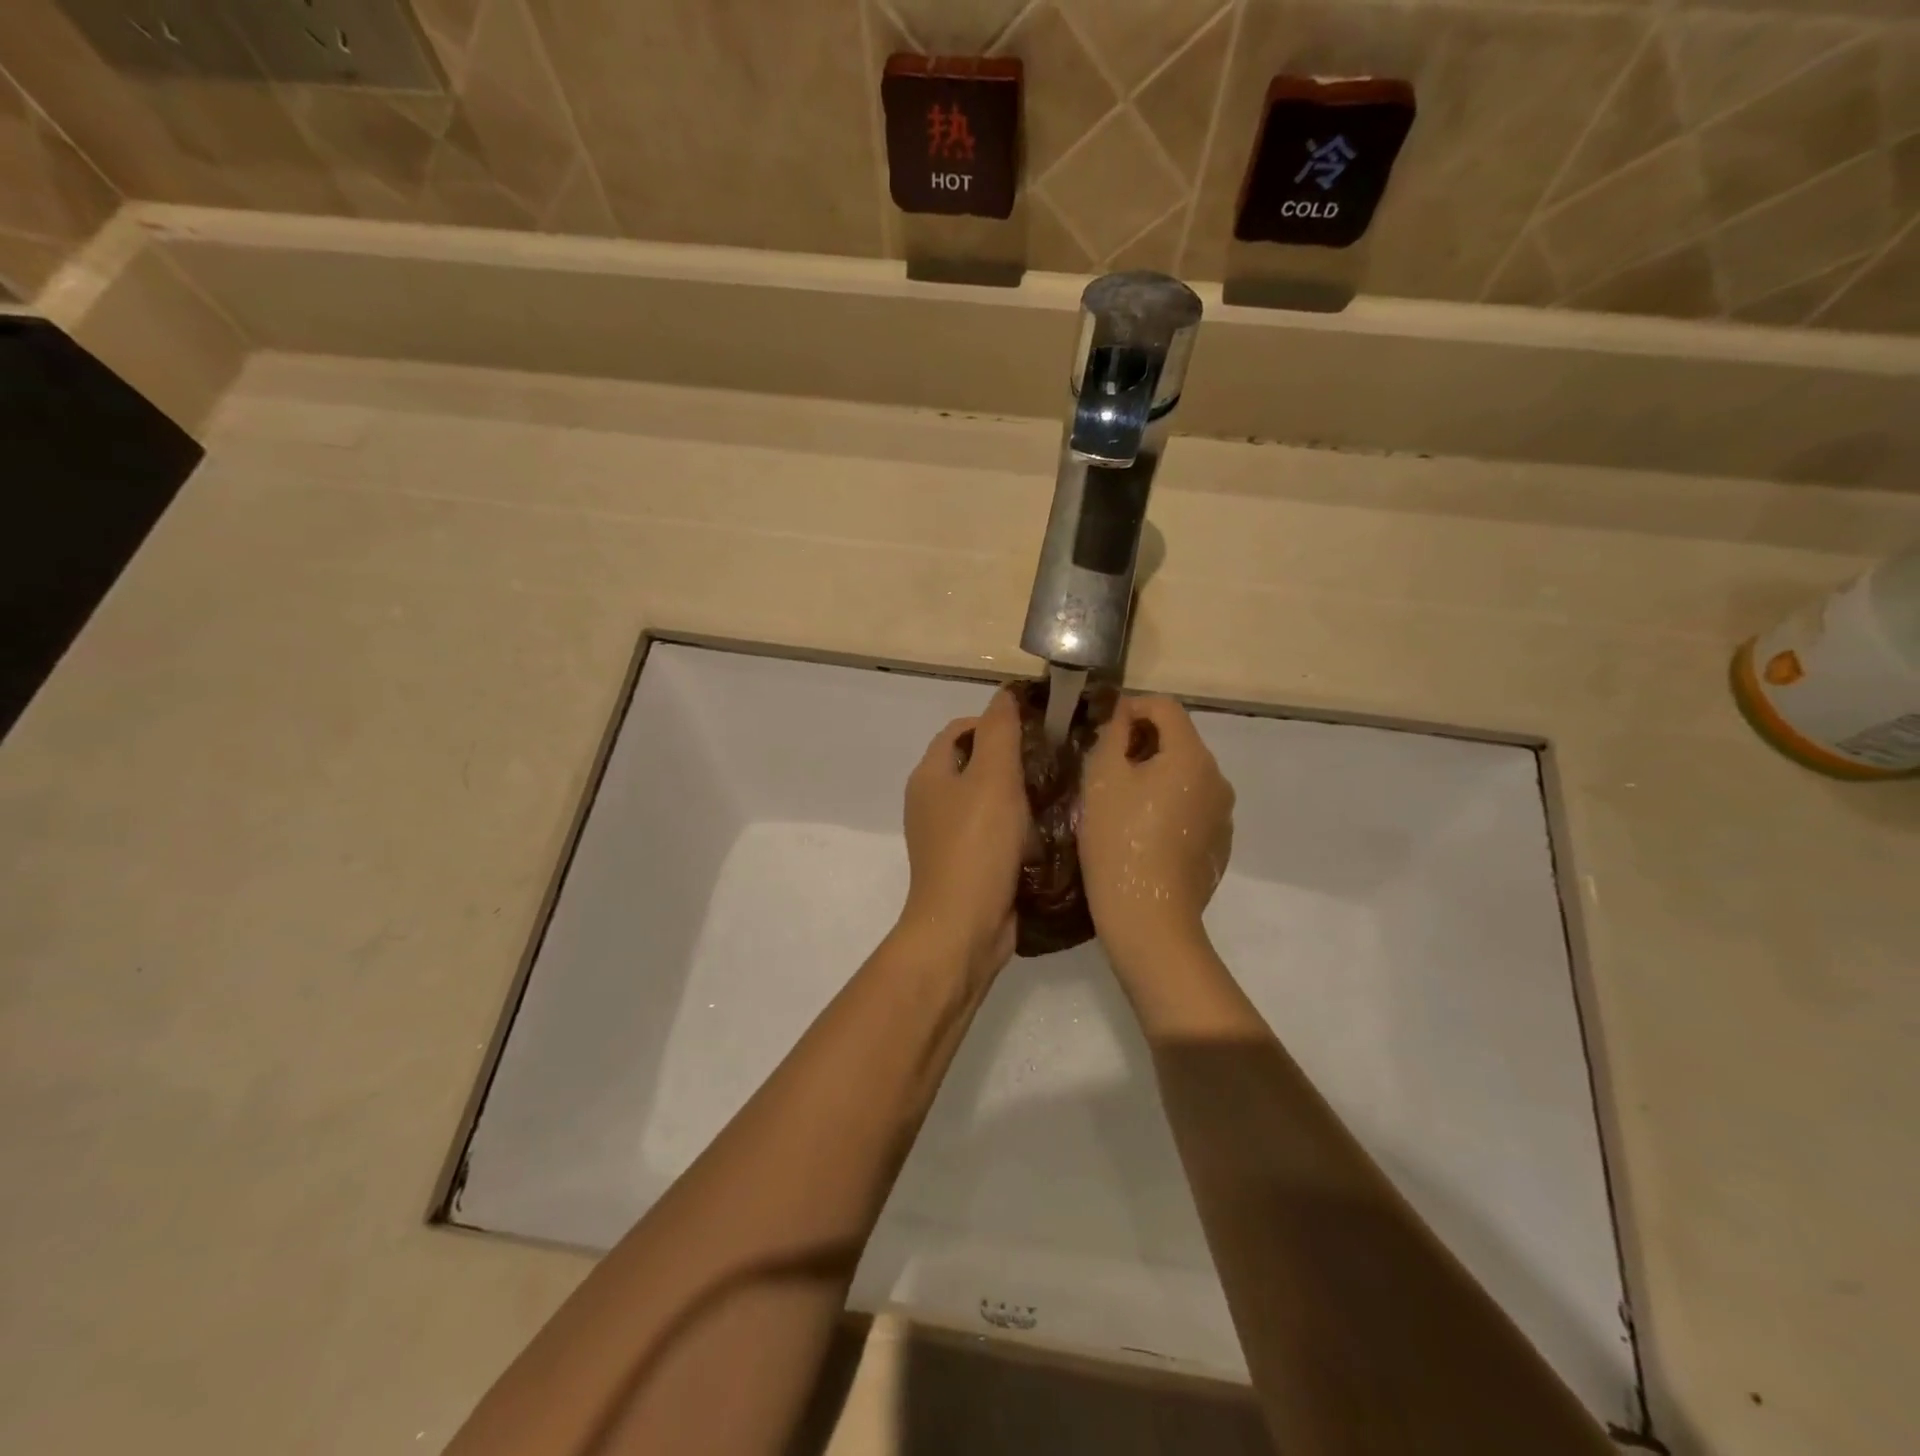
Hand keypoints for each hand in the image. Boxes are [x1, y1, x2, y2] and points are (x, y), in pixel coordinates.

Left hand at [897, 687, 1028, 978]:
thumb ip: (1000, 731)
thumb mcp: (993, 778)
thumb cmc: (977, 846)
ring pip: (986, 801)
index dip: (996, 722)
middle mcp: (931, 802)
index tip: (1038, 729)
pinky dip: (1016, 829)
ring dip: (1018, 796)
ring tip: (1056, 795)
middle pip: (975, 765)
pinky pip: (993, 833)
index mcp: (930, 775)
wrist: (964, 926)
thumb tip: (1005, 693)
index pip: (962, 730)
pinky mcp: (965, 865)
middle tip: (1053, 762)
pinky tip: (1045, 834)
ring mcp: (946, 837)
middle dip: (1013, 760)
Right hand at [1080, 695, 1234, 980]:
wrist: (1148, 918)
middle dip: (1142, 744)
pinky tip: (1143, 835)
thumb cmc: (1119, 840)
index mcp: (1192, 756)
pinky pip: (1193, 809)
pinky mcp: (1219, 845)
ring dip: (1156, 777)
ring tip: (1121, 804)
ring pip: (1185, 777)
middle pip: (1178, 741)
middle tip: (1104, 768)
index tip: (1102, 729)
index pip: (1165, 707)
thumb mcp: (1102, 779)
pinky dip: (1169, 808)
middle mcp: (1218, 779)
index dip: (1131, 707)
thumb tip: (1122, 713)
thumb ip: (1112, 734)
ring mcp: (1223, 815)